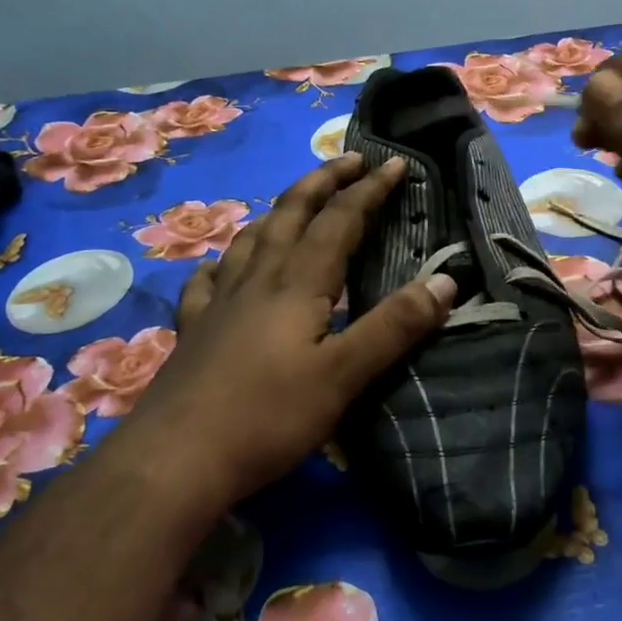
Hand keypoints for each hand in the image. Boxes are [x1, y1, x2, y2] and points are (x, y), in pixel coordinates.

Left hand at [129, 152, 455, 506]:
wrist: (175, 460)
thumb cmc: (269, 417)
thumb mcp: (345, 375)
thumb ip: (395, 326)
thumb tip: (446, 281)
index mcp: (298, 283)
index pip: (340, 220)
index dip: (369, 189)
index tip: (395, 162)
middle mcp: (258, 279)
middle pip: (291, 214)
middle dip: (323, 182)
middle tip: (349, 160)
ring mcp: (219, 302)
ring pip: (251, 238)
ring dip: (280, 210)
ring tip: (296, 202)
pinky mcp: (195, 330)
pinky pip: (208, 279)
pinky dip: (224, 260)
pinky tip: (223, 266)